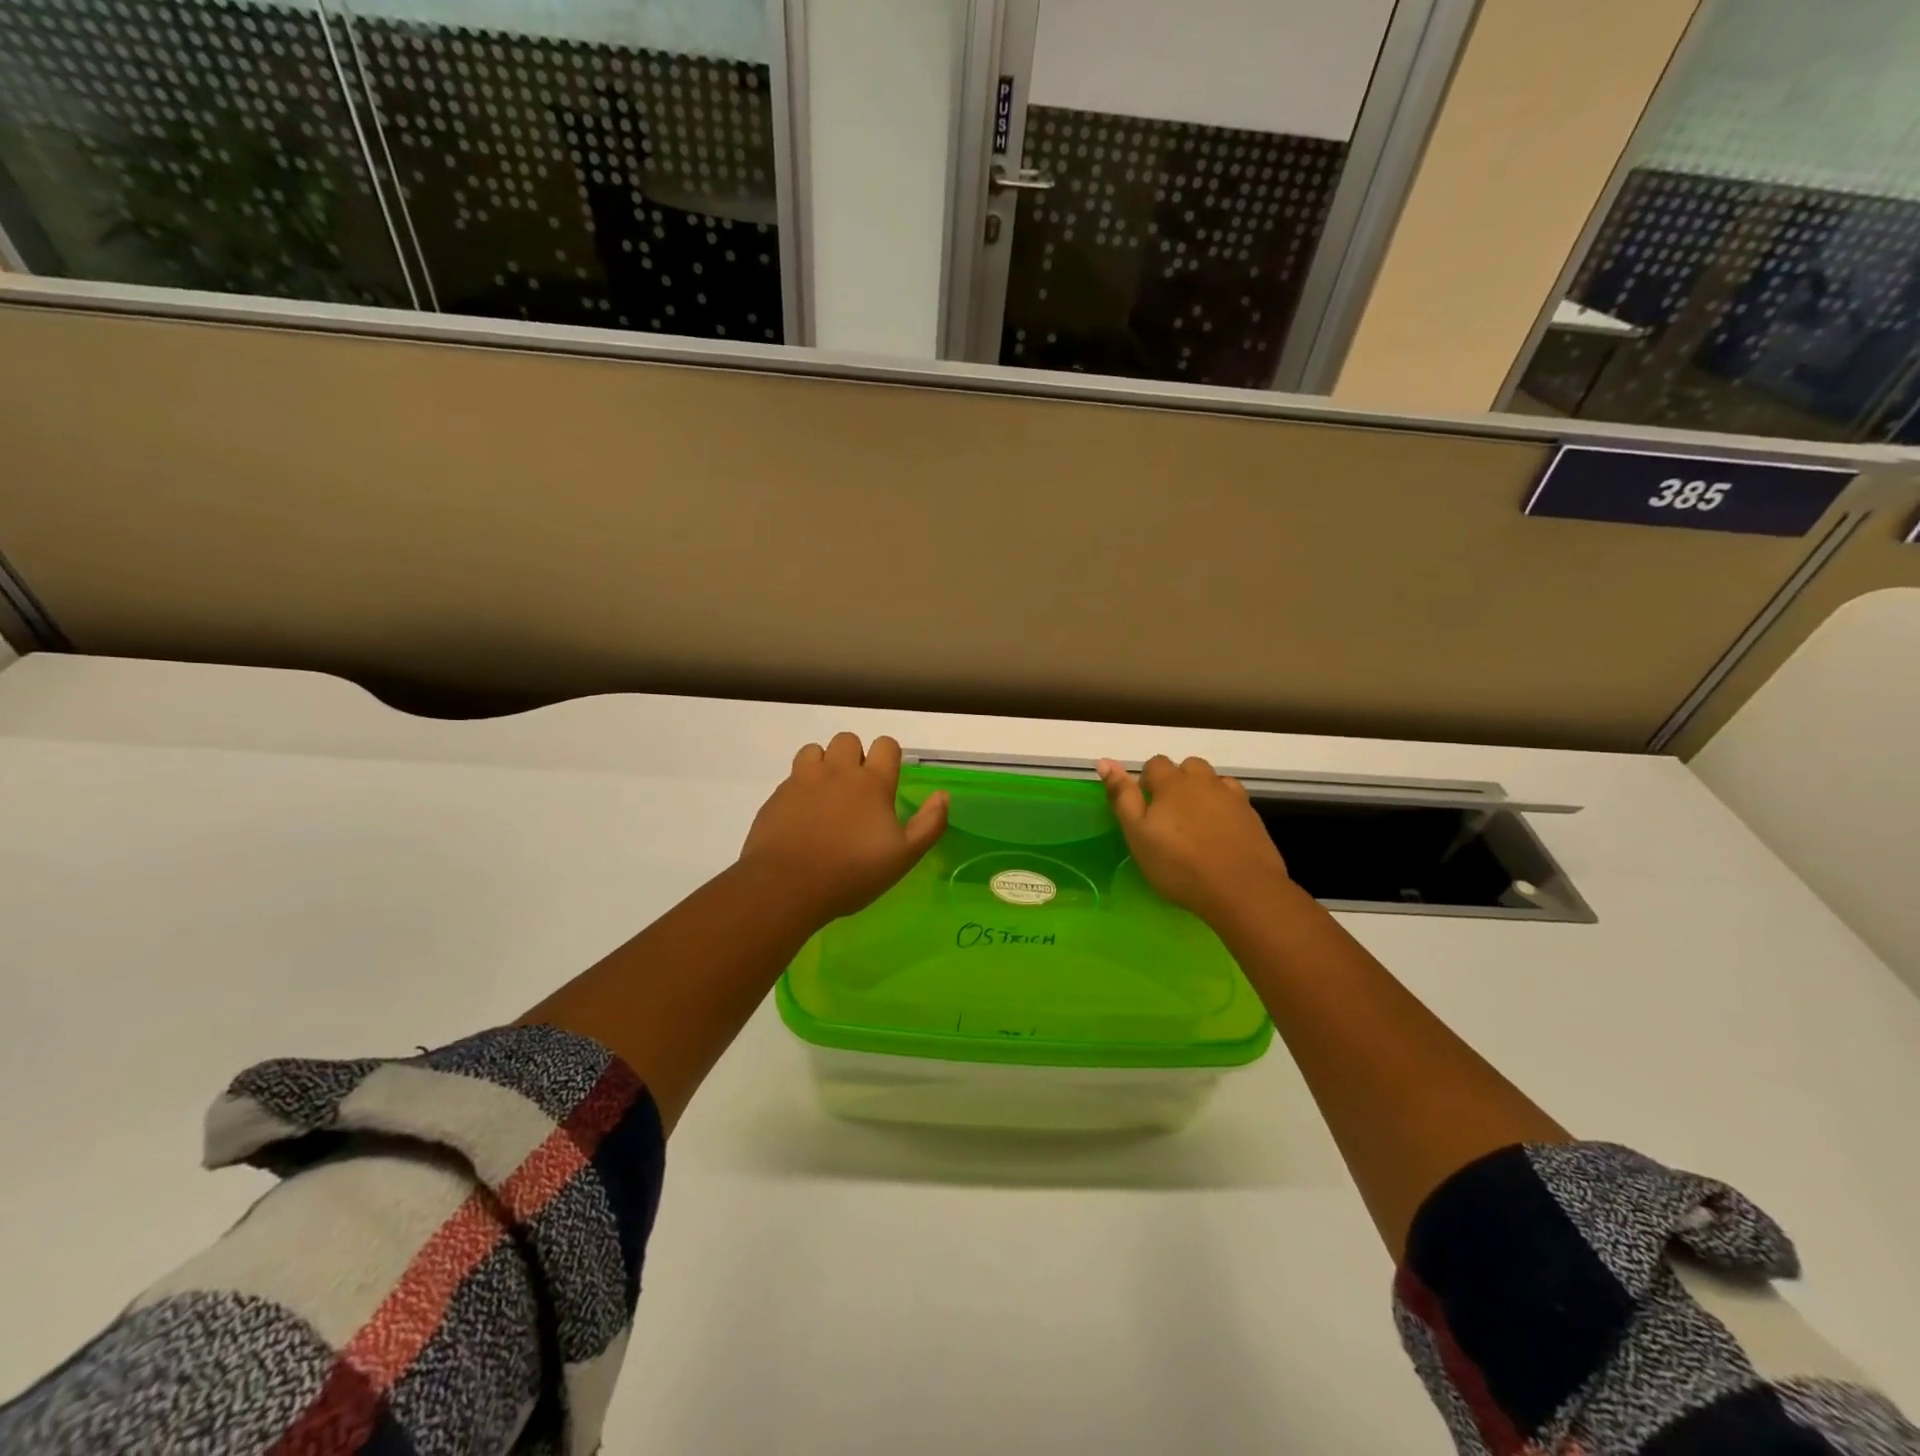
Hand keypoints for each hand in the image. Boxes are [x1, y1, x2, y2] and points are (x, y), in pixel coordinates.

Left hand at [739, 733, 948, 921]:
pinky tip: (802, 815)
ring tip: (827, 794)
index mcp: (872, 783)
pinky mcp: (777, 795)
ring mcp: (803, 780)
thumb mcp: (904, 856)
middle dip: (855, 756)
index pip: (886, 745)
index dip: (889, 757)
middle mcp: (838, 771)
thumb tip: (943, 795)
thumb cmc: (852, 873)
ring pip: (815, 750)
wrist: (786, 886)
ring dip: (824, 763)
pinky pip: (791, 776)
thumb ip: (929, 824)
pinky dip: (800, 786)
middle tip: (857, 790)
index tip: (888, 780)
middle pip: (848, 739)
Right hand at [1097, 754, 1291, 925]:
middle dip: (1177, 782)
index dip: (1146, 781)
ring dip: (1202, 792)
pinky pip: (1234, 800)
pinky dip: (1224, 808)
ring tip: (1196, 823)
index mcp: (1172, 783)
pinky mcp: (1252, 816)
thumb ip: (1122, 796)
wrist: (1241, 889)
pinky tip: (1220, 832)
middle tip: (1170, 816)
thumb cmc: (1179, 864)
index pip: (1155, 763)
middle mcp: (1203, 781)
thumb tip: (1104, 761)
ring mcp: (1232, 797)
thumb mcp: (1138, 834)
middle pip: (1188, 766)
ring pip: (1213, 781)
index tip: (1145, 809)